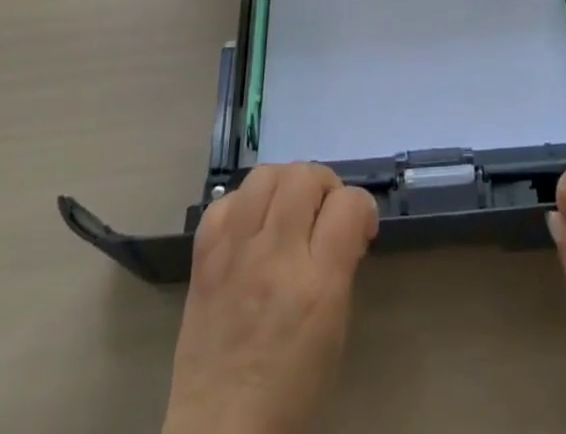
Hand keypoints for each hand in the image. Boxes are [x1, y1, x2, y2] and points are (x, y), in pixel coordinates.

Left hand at [161, 163, 378, 433]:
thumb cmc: (291, 391)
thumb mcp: (334, 330)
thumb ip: (341, 266)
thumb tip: (346, 223)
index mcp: (317, 285)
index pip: (348, 204)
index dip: (361, 206)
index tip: (359, 224)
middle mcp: (275, 258)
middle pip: (305, 176)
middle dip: (324, 184)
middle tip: (323, 212)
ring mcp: (234, 254)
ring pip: (264, 175)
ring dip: (284, 184)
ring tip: (287, 209)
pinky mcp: (203, 259)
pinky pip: (224, 202)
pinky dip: (242, 204)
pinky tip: (250, 227)